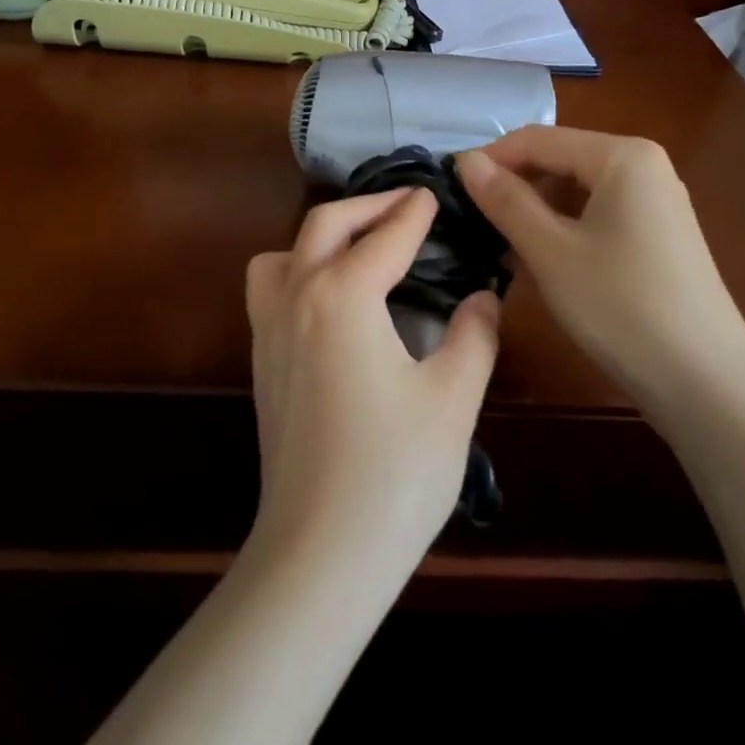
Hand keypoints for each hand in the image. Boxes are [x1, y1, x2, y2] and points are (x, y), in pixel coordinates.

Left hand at [244, 188, 500, 586]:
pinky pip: (270, 289)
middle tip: (406, 206)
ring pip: (282, 253)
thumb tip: (482, 298)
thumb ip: (473, 336)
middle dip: (368, 205)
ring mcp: (269, 329)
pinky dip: (298, 270)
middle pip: (325, 225)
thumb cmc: (396, 471)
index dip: (415, 212)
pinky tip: (334, 302)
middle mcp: (296, 297)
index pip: (386, 236)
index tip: (434, 195)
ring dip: (321, 237)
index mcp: (344, 296)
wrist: (321, 549)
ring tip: (361, 249)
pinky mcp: (262, 361)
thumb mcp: (453, 399)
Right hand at [456, 127, 744, 420]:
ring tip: (501, 247)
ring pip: (575, 189)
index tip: (448, 191)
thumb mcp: (550, 251)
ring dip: (535, 211)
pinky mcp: (657, 234)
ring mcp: (655, 201)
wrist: (705, 381)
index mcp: (622, 156)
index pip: (537, 139)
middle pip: (559, 160)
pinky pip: (596, 213)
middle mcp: (643, 165)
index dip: (489, 160)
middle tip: (472, 223)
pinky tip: (541, 261)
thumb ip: (505, 200)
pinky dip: (563, 229)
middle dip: (513, 187)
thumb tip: (465, 160)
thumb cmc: (620, 306)